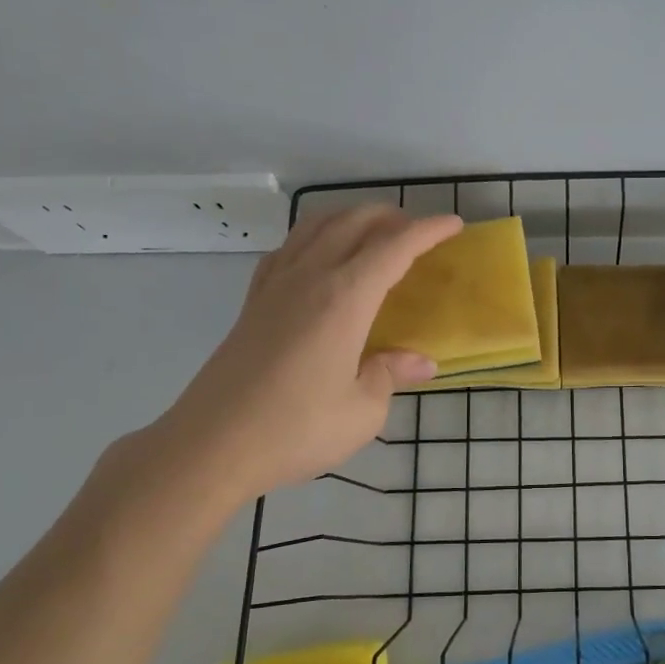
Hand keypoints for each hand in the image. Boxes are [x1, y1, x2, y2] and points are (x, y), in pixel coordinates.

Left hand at [123, 205, 462, 518]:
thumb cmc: (295, 429)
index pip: (395, 247)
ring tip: (372, 235)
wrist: (211, 446)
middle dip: (391, 217)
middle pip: (354, 223)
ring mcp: (275, 286)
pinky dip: (314, 238)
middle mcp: (310, 277)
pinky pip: (287, 249)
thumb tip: (420, 362)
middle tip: (417, 232)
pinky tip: (319, 259)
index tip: (454, 225)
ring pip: (316, 226)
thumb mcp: (362, 411)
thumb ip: (391, 375)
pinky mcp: (252, 302)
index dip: (428, 231)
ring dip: (350, 219)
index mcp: (345, 298)